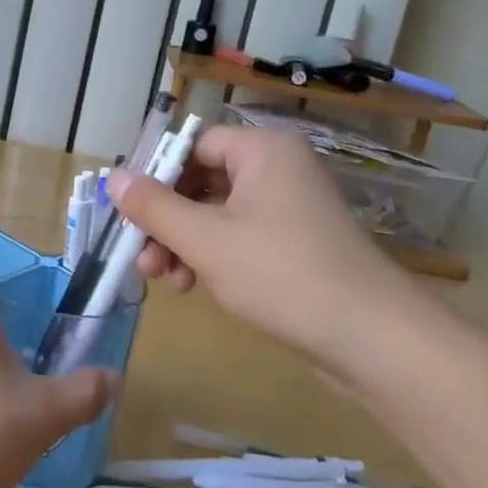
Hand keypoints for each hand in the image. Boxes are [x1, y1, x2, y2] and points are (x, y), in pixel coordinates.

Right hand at [111, 124, 414, 365]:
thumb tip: (113, 177)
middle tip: (139, 253)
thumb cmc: (283, 275)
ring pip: (214, 212)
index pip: (191, 145)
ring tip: (163, 279)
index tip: (126, 209)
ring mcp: (288, 207)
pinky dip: (209, 255)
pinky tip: (192, 285)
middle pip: (199, 180)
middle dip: (164, 219)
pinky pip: (237, 235)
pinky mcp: (294, 243)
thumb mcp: (205, 240)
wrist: (375, 342)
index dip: (153, 174)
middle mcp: (276, 169)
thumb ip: (153, 207)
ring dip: (181, 242)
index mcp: (262, 151)